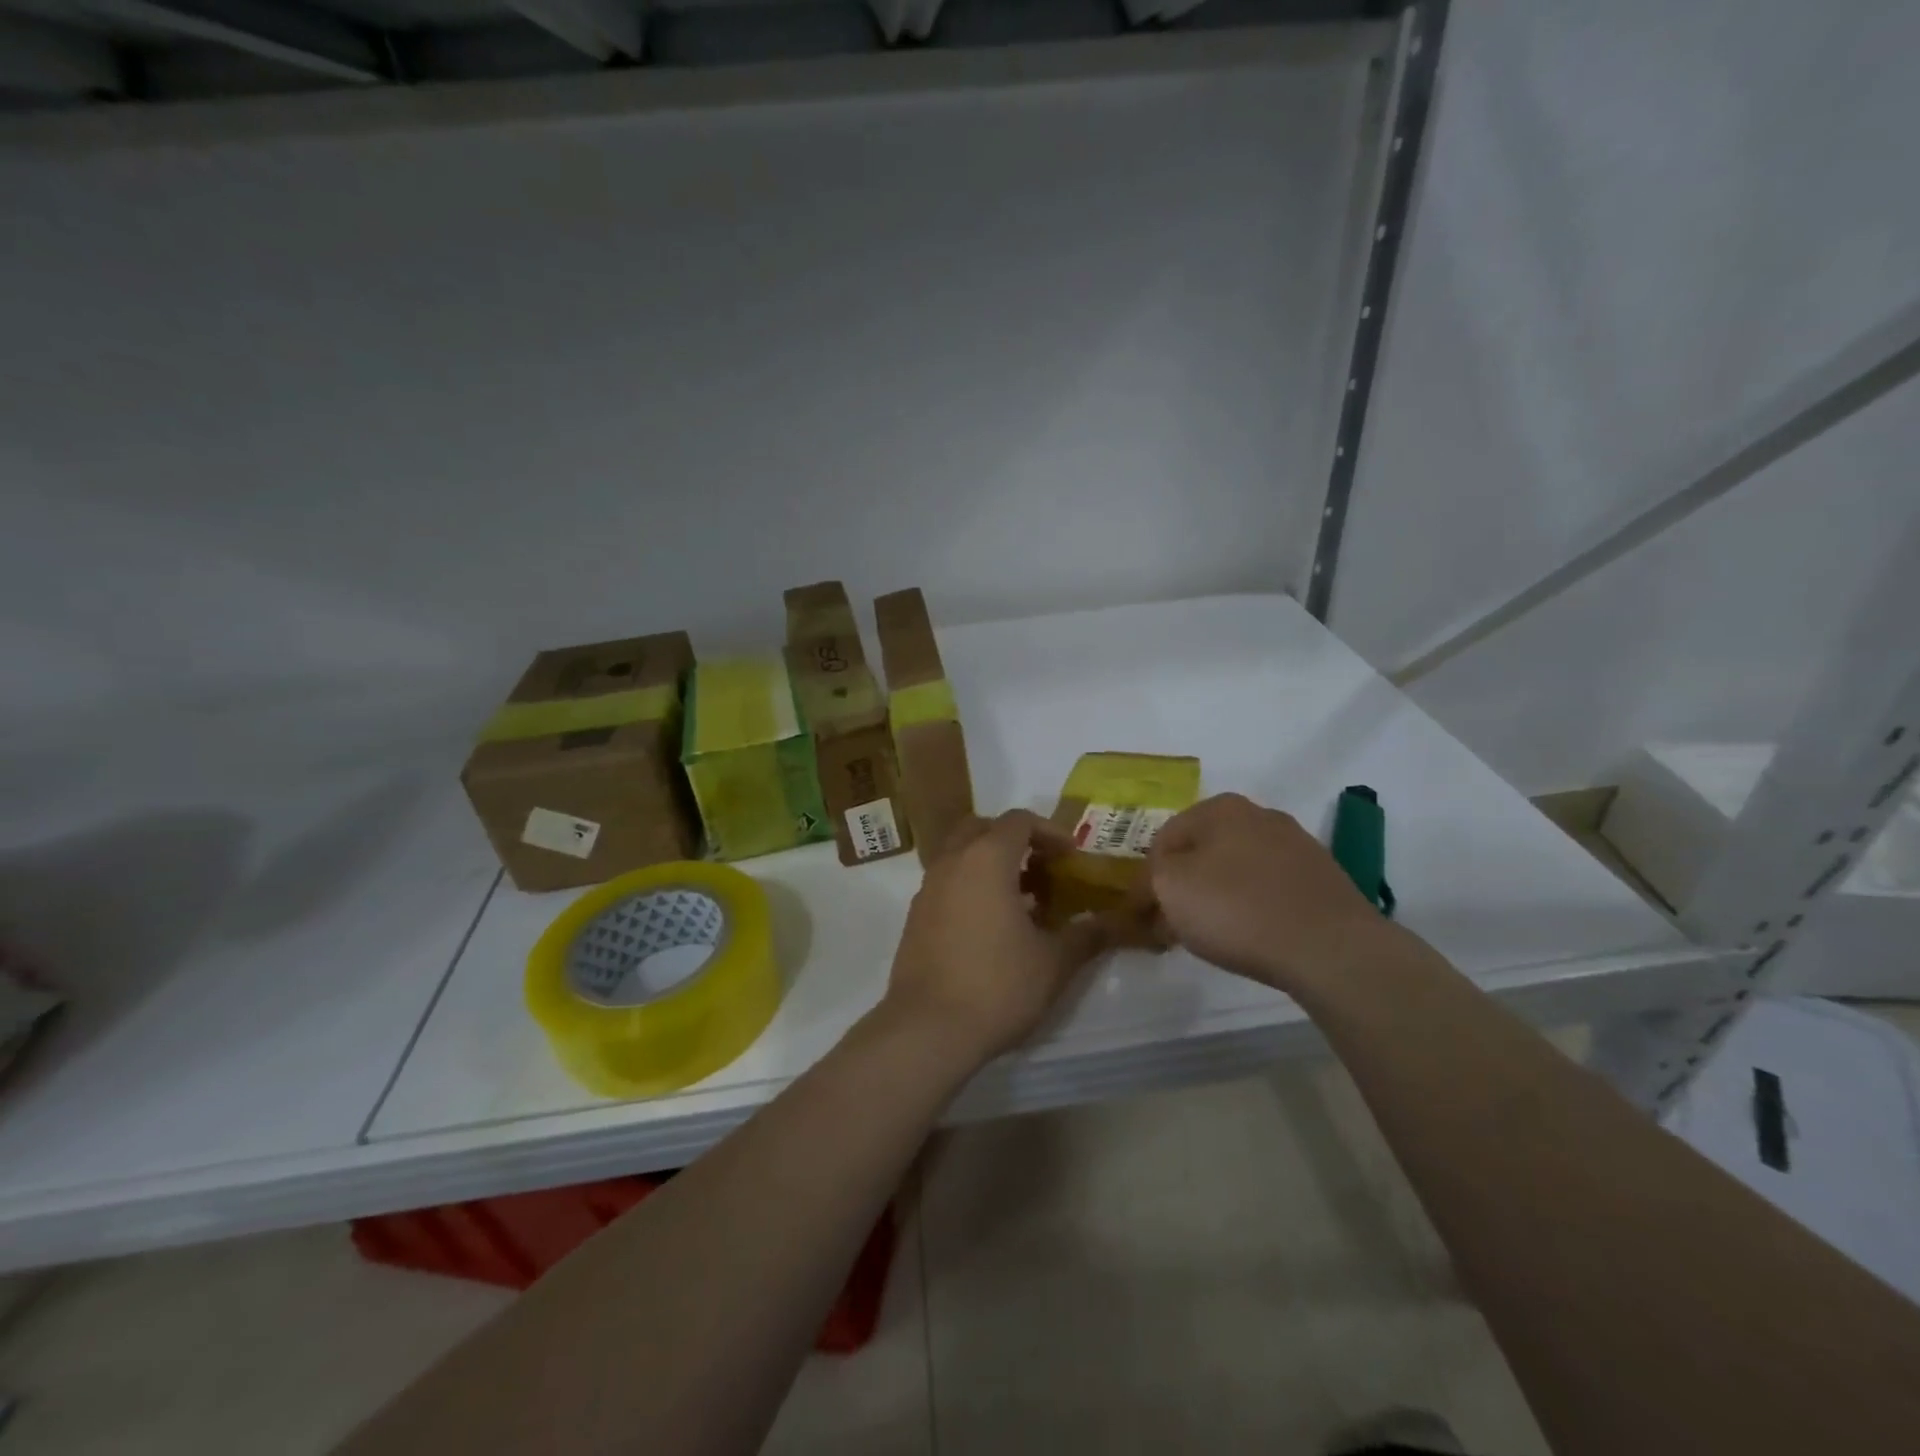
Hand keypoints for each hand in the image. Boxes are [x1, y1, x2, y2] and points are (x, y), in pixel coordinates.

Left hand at [880, 810, 1111, 1066]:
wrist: (927, 1028)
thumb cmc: (997, 985)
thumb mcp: (1054, 962)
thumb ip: (1087, 935)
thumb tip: (1114, 921)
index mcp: (986, 859)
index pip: (1019, 820)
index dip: (1049, 832)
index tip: (1071, 857)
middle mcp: (952, 862)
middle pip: (983, 828)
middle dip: (1014, 840)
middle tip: (1042, 869)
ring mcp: (928, 888)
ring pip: (961, 854)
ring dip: (991, 864)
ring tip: (1023, 901)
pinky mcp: (915, 916)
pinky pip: (947, 882)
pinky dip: (971, 886)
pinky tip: (993, 927)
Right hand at [1132, 793, 1389, 994]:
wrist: (1331, 948)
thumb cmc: (1236, 908)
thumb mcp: (1168, 888)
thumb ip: (1148, 882)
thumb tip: (1151, 892)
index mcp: (1220, 807)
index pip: (1164, 839)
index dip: (1146, 879)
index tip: (1142, 915)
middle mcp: (1260, 815)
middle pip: (1203, 852)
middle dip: (1183, 886)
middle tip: (1171, 925)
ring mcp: (1297, 846)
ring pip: (1237, 870)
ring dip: (1217, 897)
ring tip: (1210, 935)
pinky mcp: (1322, 880)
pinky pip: (1269, 890)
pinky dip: (1252, 908)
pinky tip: (1250, 936)